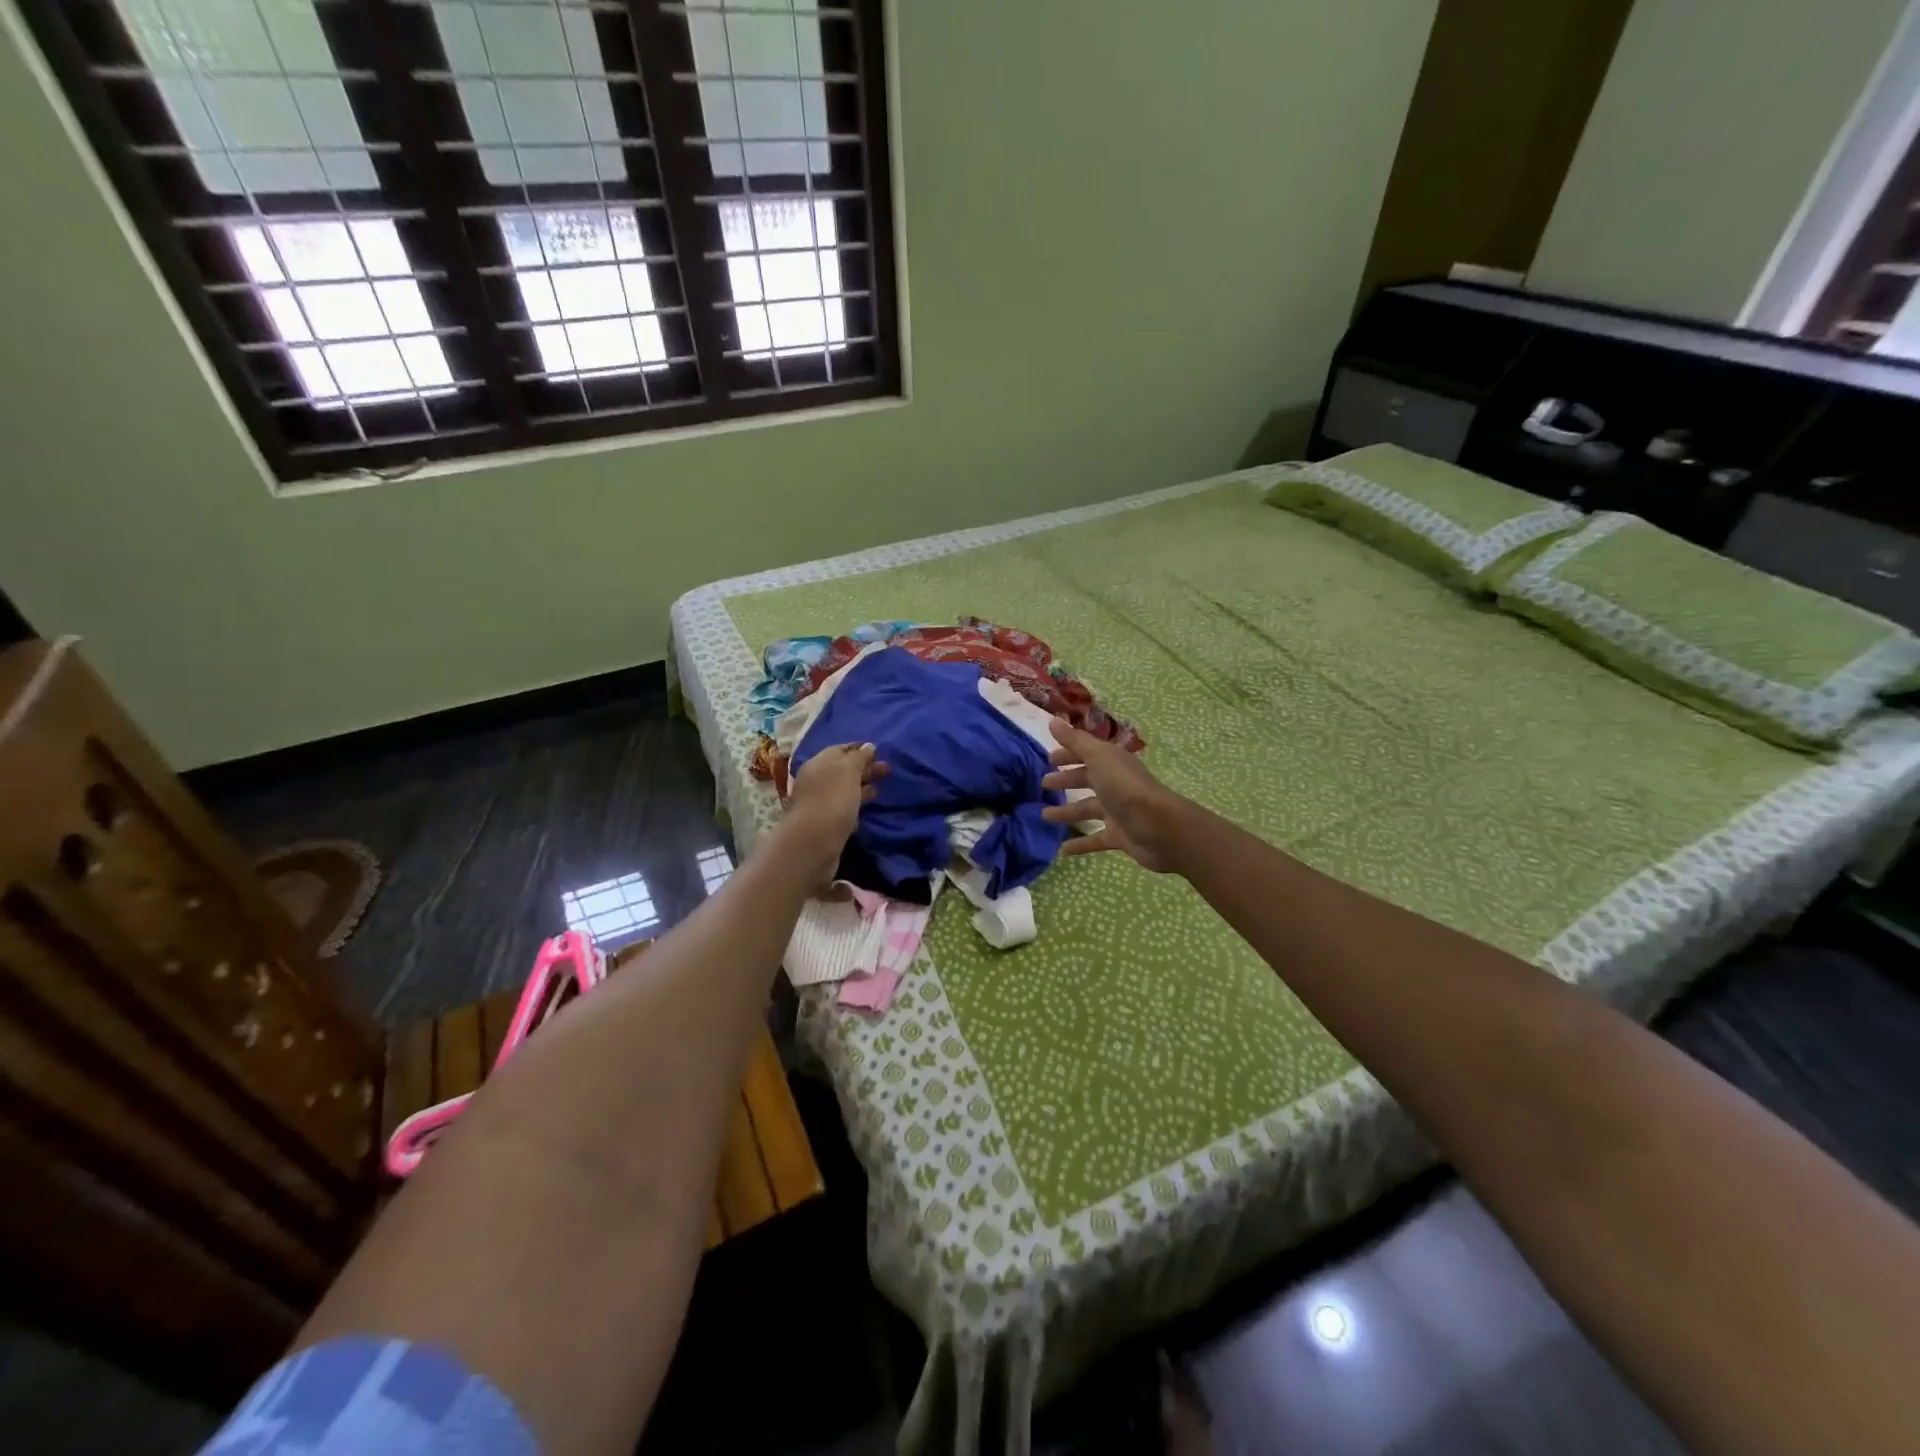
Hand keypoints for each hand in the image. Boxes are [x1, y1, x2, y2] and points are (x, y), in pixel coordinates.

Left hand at [780, 742, 885, 880]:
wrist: (813, 843)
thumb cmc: (832, 800)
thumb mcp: (848, 771)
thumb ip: (859, 757)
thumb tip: (869, 746)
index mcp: (818, 763)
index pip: (841, 749)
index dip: (860, 749)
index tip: (880, 751)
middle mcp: (815, 779)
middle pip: (843, 769)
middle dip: (865, 768)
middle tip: (888, 771)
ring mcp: (818, 802)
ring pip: (844, 788)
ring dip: (862, 786)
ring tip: (881, 788)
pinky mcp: (824, 822)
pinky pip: (843, 806)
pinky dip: (856, 803)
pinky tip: (867, 808)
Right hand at [1040, 719, 1185, 871]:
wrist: (1159, 827)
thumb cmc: (1126, 788)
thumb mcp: (1098, 757)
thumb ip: (1075, 740)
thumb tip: (1052, 720)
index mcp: (1111, 763)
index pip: (1086, 754)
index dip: (1068, 754)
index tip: (1048, 759)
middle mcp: (1114, 784)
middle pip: (1086, 780)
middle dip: (1066, 780)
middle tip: (1043, 785)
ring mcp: (1117, 811)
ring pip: (1087, 810)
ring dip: (1066, 812)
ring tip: (1043, 817)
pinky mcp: (1118, 836)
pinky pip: (1094, 839)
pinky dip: (1079, 844)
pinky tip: (1060, 850)